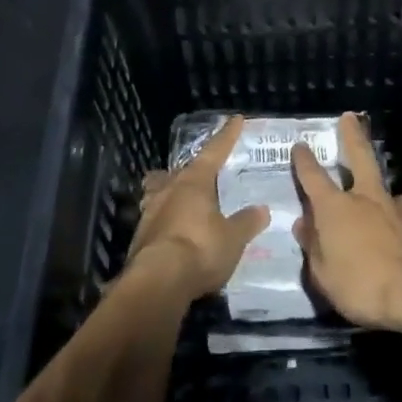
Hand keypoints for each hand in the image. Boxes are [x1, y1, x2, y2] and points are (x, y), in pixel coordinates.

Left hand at [127, 115, 269, 301]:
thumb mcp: (233, 238)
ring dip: (168, 191)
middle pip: (179, 171)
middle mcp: (169, 190)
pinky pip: (153, 218)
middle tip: (201, 172)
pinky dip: (164, 219)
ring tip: (178, 197)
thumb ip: (247, 222)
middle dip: (191, 169)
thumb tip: (262, 209)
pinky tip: (171, 230)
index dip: (226, 137)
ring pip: (158, 191)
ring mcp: (149, 212)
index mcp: (194, 182)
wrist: (158, 281)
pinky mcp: (139, 237)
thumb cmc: (201, 249)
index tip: (235, 120)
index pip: (214, 152)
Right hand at [292, 113, 401, 330]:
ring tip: (373, 189)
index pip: (313, 177)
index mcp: (335, 208)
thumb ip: (313, 247)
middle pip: (359, 157)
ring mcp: (395, 210)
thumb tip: (304, 224)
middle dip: (352, 136)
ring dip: (375, 182)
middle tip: (350, 117)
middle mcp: (365, 199)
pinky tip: (393, 224)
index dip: (304, 161)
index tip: (300, 145)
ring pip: (382, 186)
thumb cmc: (362, 286)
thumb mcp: (323, 275)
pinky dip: (391, 214)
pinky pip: (398, 212)